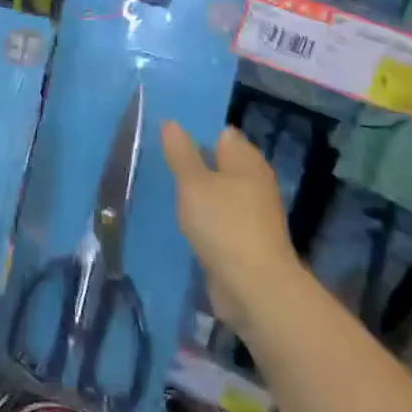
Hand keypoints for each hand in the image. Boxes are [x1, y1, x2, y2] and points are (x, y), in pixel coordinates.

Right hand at [162, 122, 299, 332]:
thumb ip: (181, 153)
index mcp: (247, 161)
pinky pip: (218, 218)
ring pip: (217, 192)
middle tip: (157, 157)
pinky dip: (202, 216)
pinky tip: (180, 217)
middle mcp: (253, 182)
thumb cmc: (224, 225)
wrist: (254, 289)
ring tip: (162, 185)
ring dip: (195, 191)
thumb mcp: (194, 184)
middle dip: (192, 160)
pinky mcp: (244, 240)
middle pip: (219, 163)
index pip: (221, 134)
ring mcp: (251, 213)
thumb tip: (171, 122)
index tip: (166, 132)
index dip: (196, 130)